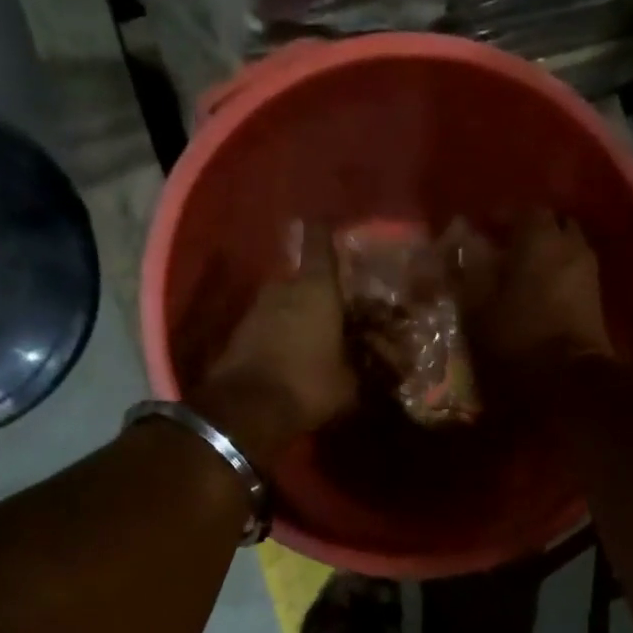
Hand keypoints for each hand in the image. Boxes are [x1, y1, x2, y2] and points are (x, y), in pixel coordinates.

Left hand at [193, 220, 356, 467]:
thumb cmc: (308, 384)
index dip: (326, 230)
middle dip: (325, 292)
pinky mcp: (241, 332)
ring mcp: (258, 308)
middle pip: (307, 278)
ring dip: (304, 314)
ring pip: (288, 301)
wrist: (245, 409)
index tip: (332, 223)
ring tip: (325, 336)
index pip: (320, 241)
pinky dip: (287, 332)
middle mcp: (284, 287)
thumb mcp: (352, 383)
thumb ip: (370, 367)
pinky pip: (272, 323)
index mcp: (317, 288)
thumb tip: (391, 366)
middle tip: (345, 309)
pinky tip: (301, 353)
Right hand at [450, 210, 613, 372]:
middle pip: (552, 224)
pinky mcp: (597, 298)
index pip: (523, 210)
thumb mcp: (477, 306)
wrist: (568, 379)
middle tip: (506, 248)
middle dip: (530, 231)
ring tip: (522, 272)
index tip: (483, 231)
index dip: (502, 218)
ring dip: (547, 253)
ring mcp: (589, 271)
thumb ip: (469, 270)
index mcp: (540, 237)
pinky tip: (539, 292)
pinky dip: (558, 273)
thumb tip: (463, 245)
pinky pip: (574, 272)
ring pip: (566, 247)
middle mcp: (570, 244)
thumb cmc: (516, 337)